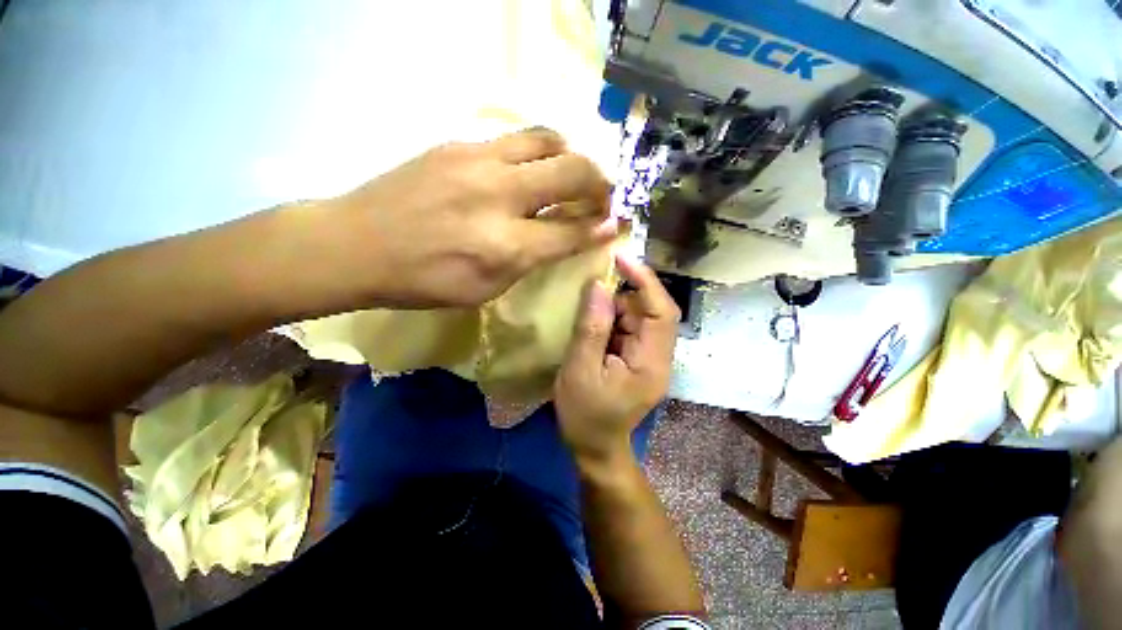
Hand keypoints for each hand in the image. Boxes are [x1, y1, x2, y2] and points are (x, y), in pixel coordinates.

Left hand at [330, 127, 615, 307]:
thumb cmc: (425, 280)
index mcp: (506, 246)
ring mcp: (478, 161)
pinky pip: (515, 138)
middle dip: (599, 182)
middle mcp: (500, 197)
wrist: (357, 244)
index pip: (571, 230)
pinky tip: (534, 167)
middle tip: (603, 193)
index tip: (617, 223)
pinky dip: (539, 150)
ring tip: (574, 171)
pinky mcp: (459, 144)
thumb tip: (568, 237)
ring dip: (572, 155)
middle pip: (571, 173)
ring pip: (548, 140)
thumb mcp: (486, 289)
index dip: (601, 227)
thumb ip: (532, 260)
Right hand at [554, 254, 680, 469]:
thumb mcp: (580, 370)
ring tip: (588, 312)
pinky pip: (629, 328)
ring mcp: (649, 358)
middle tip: (591, 291)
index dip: (645, 281)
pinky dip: (612, 320)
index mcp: (651, 363)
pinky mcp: (638, 359)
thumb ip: (591, 327)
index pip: (661, 312)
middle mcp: (659, 357)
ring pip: (638, 317)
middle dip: (623, 295)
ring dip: (614, 308)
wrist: (595, 448)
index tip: (621, 258)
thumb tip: (598, 285)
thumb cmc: (585, 416)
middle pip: (651, 311)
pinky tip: (593, 324)